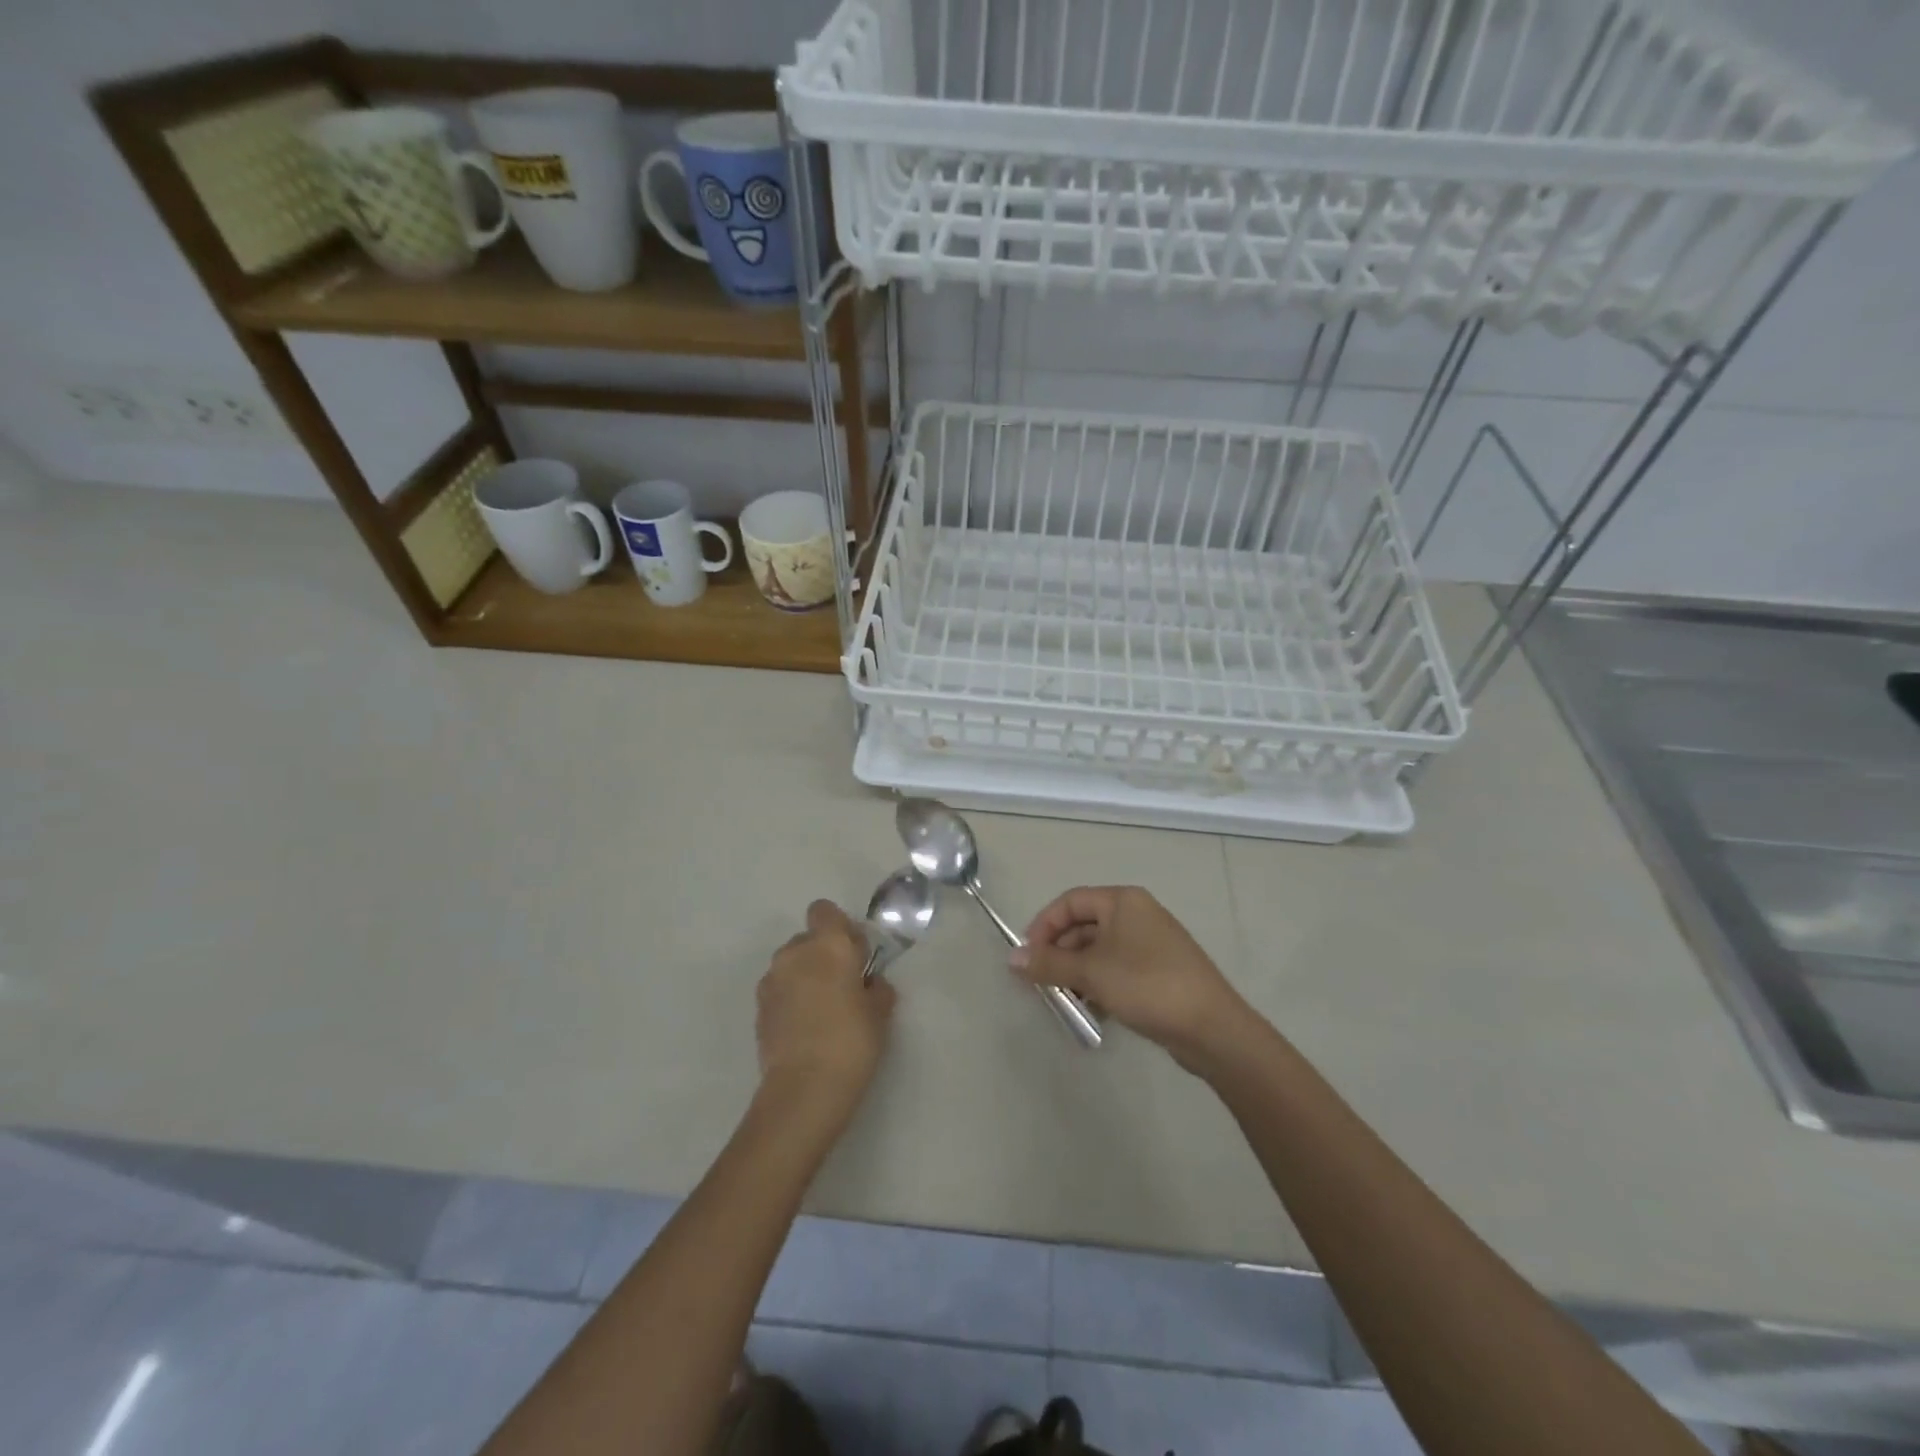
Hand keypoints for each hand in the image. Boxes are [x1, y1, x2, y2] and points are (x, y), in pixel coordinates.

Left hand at [756, 900, 896, 1126]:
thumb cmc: (851, 1041)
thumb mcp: (880, 1012)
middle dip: (823, 955)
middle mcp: (794, 953)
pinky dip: (791, 999)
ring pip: (791, 965)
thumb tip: (868, 983)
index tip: (855, 954)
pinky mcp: (758, 1008)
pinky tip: (805, 1028)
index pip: (825, 911)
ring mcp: (771, 980)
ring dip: (804, 977)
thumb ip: (876, 987)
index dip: (840, 928)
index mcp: (828, 944)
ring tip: (822, 1011)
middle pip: (808, 939)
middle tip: (843, 986)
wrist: (804, 1089)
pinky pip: (779, 990)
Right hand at [1013, 886, 1249, 1066]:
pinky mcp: (1159, 971)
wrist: (1213, 1028)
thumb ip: (1048, 964)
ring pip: (1100, 951)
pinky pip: (1117, 969)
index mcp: (1123, 901)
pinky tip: (1093, 1010)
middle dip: (1059, 953)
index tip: (1027, 957)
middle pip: (1084, 926)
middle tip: (1041, 983)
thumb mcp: (1091, 973)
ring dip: (1077, 972)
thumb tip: (1011, 958)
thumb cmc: (1147, 985)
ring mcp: (1151, 943)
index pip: (1070, 902)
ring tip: (1064, 1000)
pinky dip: (1099, 984)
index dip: (1043, 926)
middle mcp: (1137, 914)